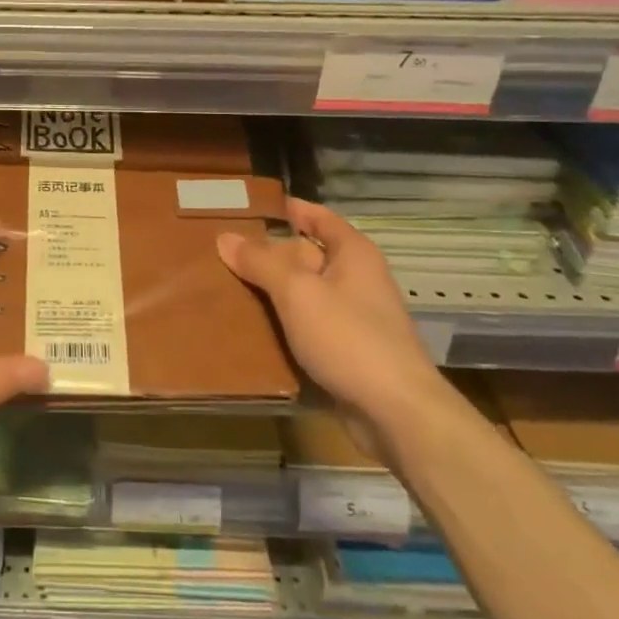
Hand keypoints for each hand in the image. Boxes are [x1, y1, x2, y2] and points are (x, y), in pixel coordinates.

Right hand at [216, 198, 441, 425]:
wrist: (395, 413)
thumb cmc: (349, 338)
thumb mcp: (297, 293)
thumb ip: (261, 263)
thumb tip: (226, 237)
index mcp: (354, 254)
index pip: (319, 217)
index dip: (290, 209)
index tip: (251, 205)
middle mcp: (357, 280)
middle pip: (307, 256)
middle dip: (269, 253)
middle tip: (223, 249)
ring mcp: (353, 318)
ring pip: (304, 294)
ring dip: (271, 292)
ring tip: (225, 286)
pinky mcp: (346, 352)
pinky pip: (307, 327)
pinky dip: (282, 324)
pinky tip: (250, 328)